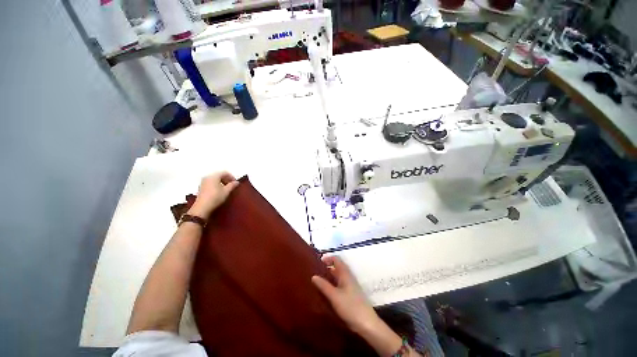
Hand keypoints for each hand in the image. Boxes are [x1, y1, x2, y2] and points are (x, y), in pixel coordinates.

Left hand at [188, 172, 239, 217]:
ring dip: (221, 182)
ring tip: (226, 189)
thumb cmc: (215, 197)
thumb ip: (232, 185)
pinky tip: (219, 191)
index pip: (225, 173)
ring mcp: (203, 182)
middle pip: (219, 175)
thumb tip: (237, 182)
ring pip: (214, 179)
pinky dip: (216, 185)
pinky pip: (210, 183)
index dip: (231, 177)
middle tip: (231, 186)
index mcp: (214, 176)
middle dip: (226, 179)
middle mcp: (207, 177)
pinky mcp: (201, 187)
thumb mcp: (226, 191)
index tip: (236, 183)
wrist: (202, 207)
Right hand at [311, 256, 381, 334]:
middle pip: (337, 267)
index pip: (336, 259)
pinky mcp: (351, 295)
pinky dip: (332, 285)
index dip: (328, 258)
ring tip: (318, 281)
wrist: (367, 324)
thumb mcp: (334, 296)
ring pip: (338, 277)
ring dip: (329, 277)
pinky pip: (340, 285)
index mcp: (345, 274)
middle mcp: (348, 277)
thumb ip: (324, 285)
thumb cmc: (350, 307)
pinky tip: (326, 292)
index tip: (318, 261)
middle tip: (315, 272)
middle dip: (327, 268)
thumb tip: (313, 276)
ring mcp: (350, 286)